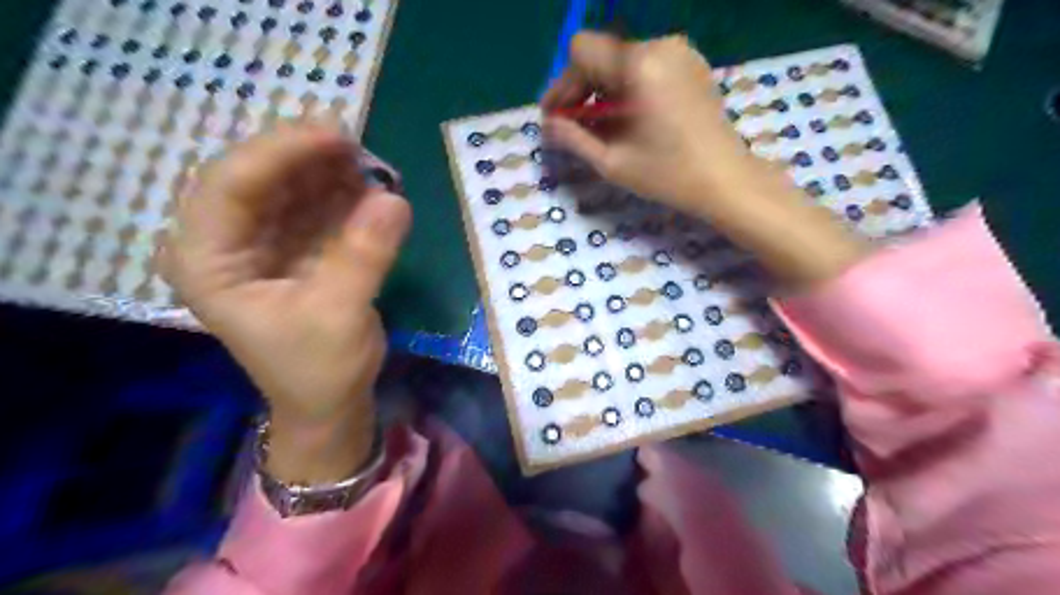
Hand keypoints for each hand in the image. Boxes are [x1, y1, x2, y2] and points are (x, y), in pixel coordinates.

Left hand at [158, 126, 412, 482]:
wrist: (329, 405)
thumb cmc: (319, 370)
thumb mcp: (340, 314)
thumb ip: (364, 255)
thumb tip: (395, 198)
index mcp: (210, 262)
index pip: (230, 185)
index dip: (281, 152)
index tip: (335, 135)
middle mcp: (226, 244)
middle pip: (259, 178)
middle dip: (307, 158)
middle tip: (358, 144)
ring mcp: (262, 244)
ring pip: (290, 189)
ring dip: (330, 174)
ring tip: (371, 167)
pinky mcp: (296, 250)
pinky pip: (316, 209)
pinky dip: (344, 196)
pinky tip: (370, 191)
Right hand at [541, 32, 747, 210]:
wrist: (726, 179)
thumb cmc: (668, 174)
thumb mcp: (612, 162)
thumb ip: (573, 138)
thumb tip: (547, 125)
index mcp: (638, 65)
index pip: (582, 51)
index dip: (563, 84)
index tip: (557, 116)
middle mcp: (659, 45)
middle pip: (602, 53)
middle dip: (582, 88)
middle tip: (573, 124)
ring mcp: (680, 51)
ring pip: (622, 59)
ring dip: (604, 89)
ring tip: (602, 126)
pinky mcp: (691, 63)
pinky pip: (646, 65)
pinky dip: (629, 87)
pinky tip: (629, 118)